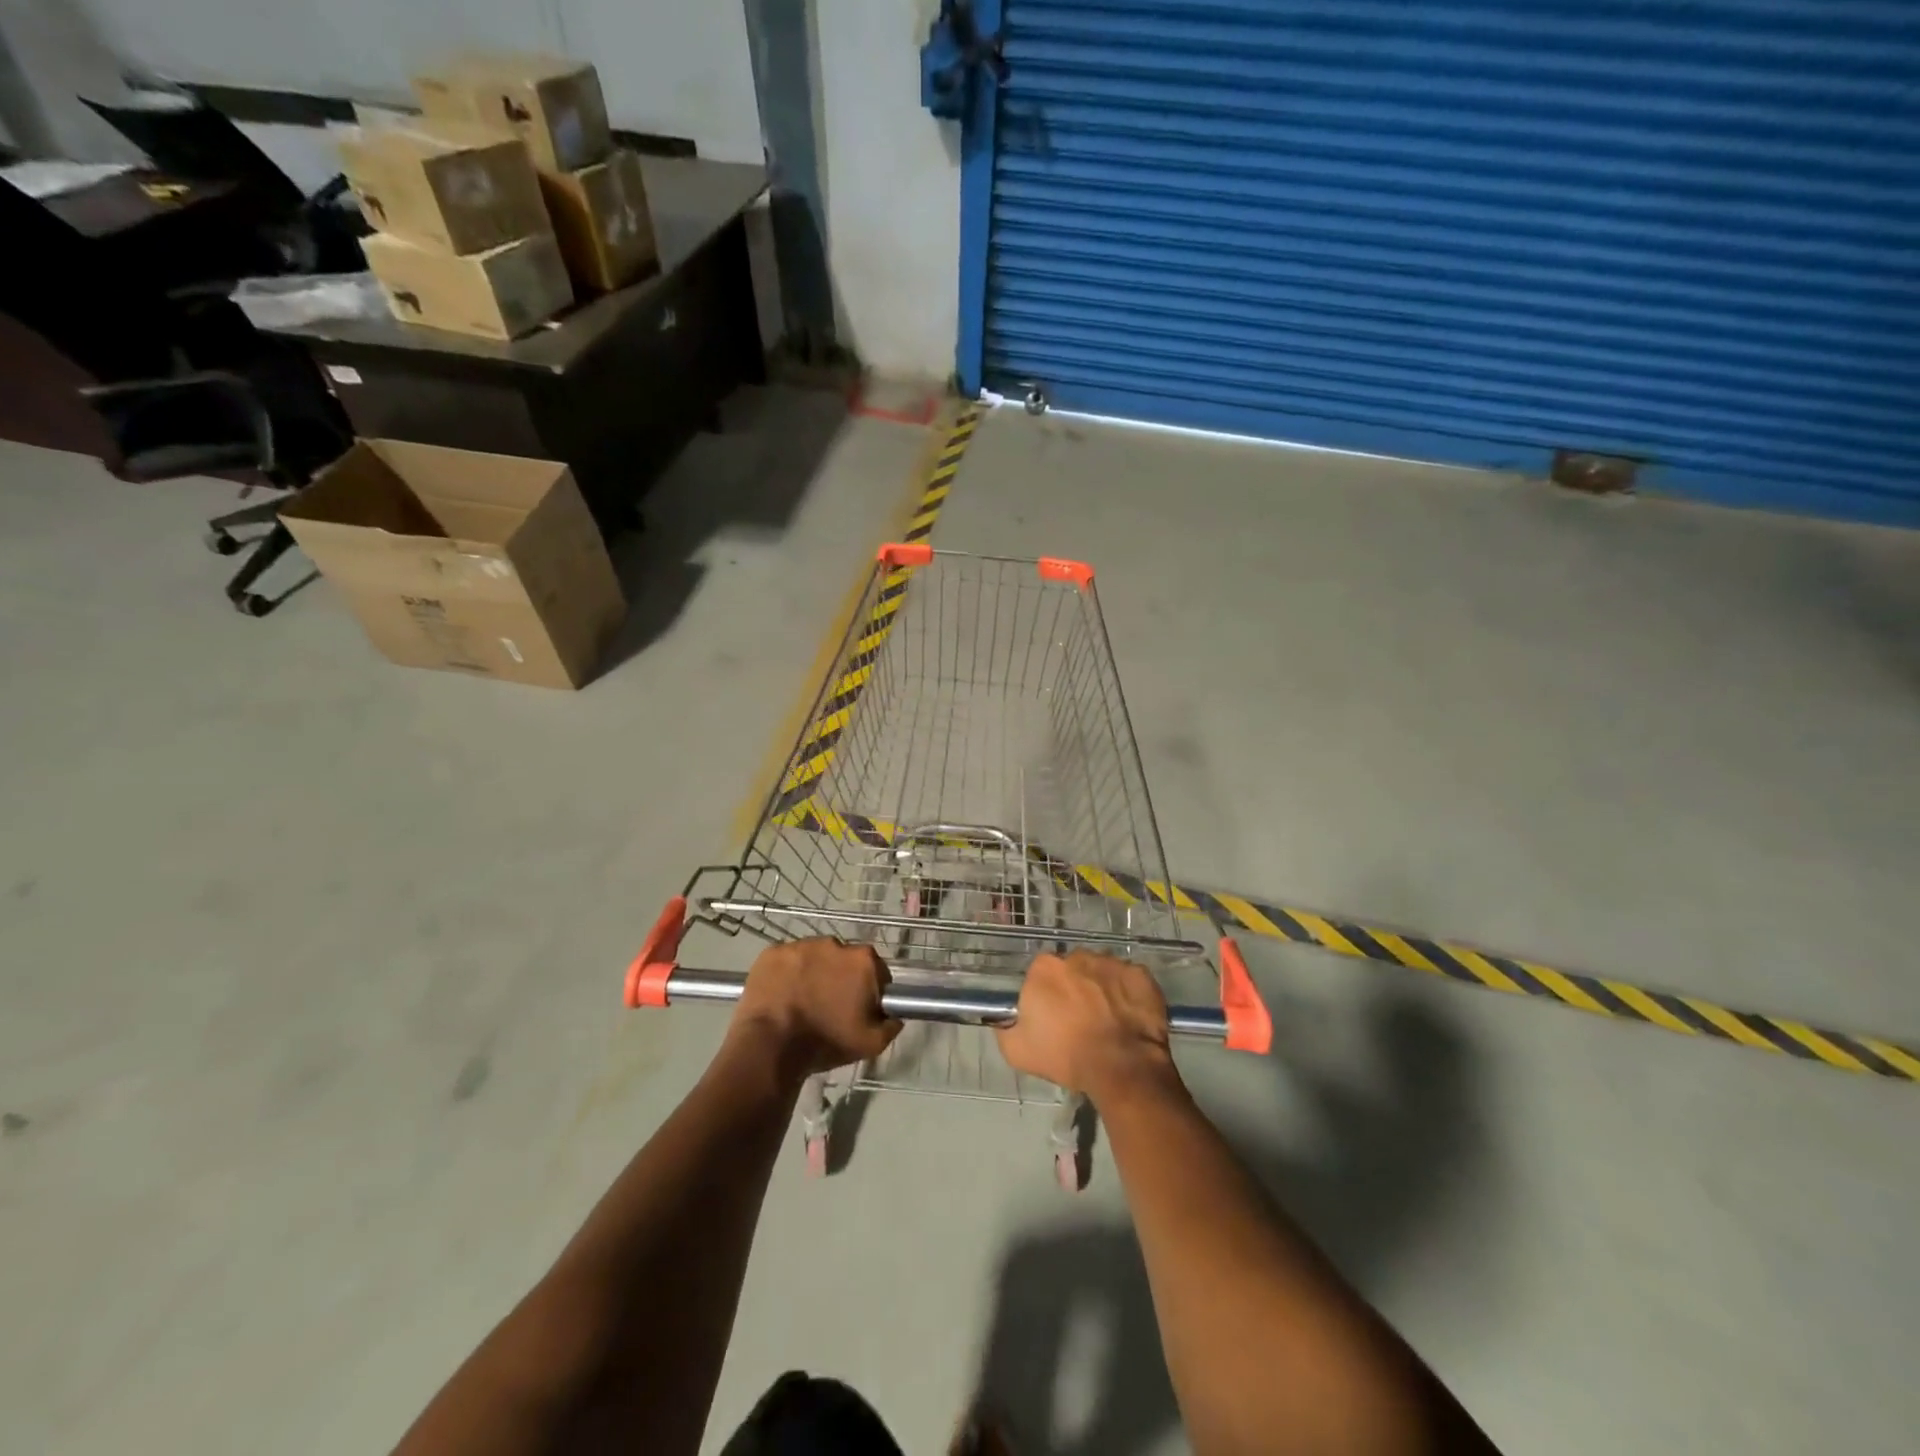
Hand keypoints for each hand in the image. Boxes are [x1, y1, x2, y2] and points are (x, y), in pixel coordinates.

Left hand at [730, 938, 900, 1081]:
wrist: (770, 1046)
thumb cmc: (826, 1042)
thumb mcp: (871, 1044)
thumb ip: (891, 1024)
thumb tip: (895, 1015)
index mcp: (863, 960)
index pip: (876, 970)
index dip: (870, 990)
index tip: (860, 1007)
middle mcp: (834, 943)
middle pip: (844, 960)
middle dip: (840, 978)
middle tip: (830, 1006)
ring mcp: (800, 945)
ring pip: (814, 957)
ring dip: (813, 973)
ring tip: (802, 1001)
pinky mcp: (772, 951)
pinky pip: (786, 960)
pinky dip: (786, 973)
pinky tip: (781, 995)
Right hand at [996, 951, 1175, 1101]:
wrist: (1122, 1068)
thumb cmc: (1066, 1056)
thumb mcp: (1017, 1051)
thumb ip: (1005, 1028)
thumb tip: (1007, 1020)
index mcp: (1045, 968)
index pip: (1040, 975)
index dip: (1046, 997)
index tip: (1052, 1018)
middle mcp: (1077, 956)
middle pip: (1072, 970)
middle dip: (1074, 989)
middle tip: (1079, 1020)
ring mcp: (1112, 963)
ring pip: (1101, 973)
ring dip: (1101, 990)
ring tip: (1107, 1021)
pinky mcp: (1140, 975)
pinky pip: (1129, 981)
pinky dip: (1128, 995)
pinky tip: (1128, 1019)